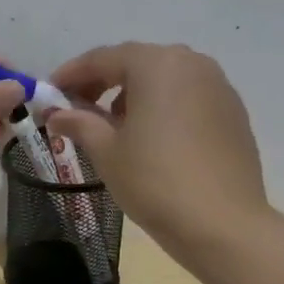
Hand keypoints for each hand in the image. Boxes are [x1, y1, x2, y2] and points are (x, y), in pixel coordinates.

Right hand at [45, 43, 268, 268]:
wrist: (223, 224)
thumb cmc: (154, 181)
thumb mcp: (106, 151)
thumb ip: (79, 123)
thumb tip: (56, 114)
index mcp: (157, 64)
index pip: (103, 58)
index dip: (71, 74)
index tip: (49, 92)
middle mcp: (192, 63)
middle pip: (137, 63)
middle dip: (103, 82)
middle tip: (77, 108)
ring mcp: (219, 87)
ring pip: (165, 80)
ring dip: (134, 94)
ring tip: (115, 126)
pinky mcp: (233, 113)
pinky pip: (188, 98)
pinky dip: (163, 107)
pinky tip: (152, 138)